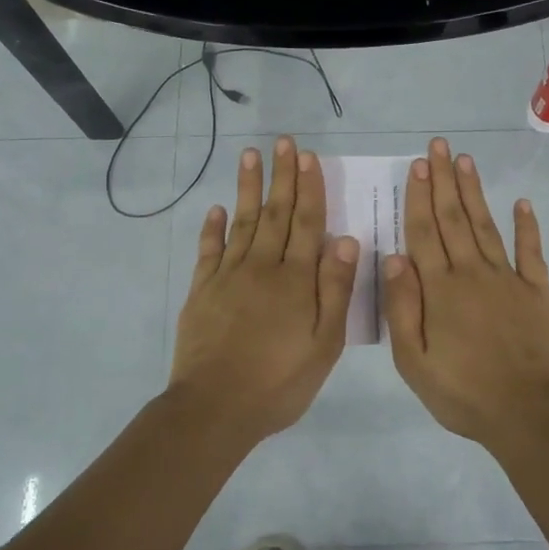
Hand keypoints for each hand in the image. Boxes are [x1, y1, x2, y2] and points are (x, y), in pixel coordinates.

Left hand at [168, 136, 359, 442]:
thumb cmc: (279, 380)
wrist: (215, 407)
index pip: (306, 223)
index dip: (309, 188)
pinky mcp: (202, 290)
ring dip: (247, 187)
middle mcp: (262, 266)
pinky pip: (209, 250)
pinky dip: (213, 228)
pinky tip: (216, 208)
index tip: (308, 157)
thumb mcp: (324, 342)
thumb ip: (335, 289)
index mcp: (295, 279)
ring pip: (241, 221)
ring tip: (250, 155)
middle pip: (275, 213)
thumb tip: (345, 239)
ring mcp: (228, 276)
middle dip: (282, 176)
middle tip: (283, 142)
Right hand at [383, 137, 548, 447]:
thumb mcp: (413, 361)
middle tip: (438, 147)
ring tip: (466, 161)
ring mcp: (508, 279)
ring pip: (486, 226)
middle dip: (444, 181)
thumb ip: (402, 307)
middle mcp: (472, 273)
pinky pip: (531, 251)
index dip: (419, 197)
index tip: (417, 166)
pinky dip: (527, 226)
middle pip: (454, 219)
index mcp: (440, 289)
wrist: (526, 413)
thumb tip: (393, 257)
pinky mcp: (537, 291)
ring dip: (475, 192)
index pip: (425, 233)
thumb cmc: (462, 392)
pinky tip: (521, 203)